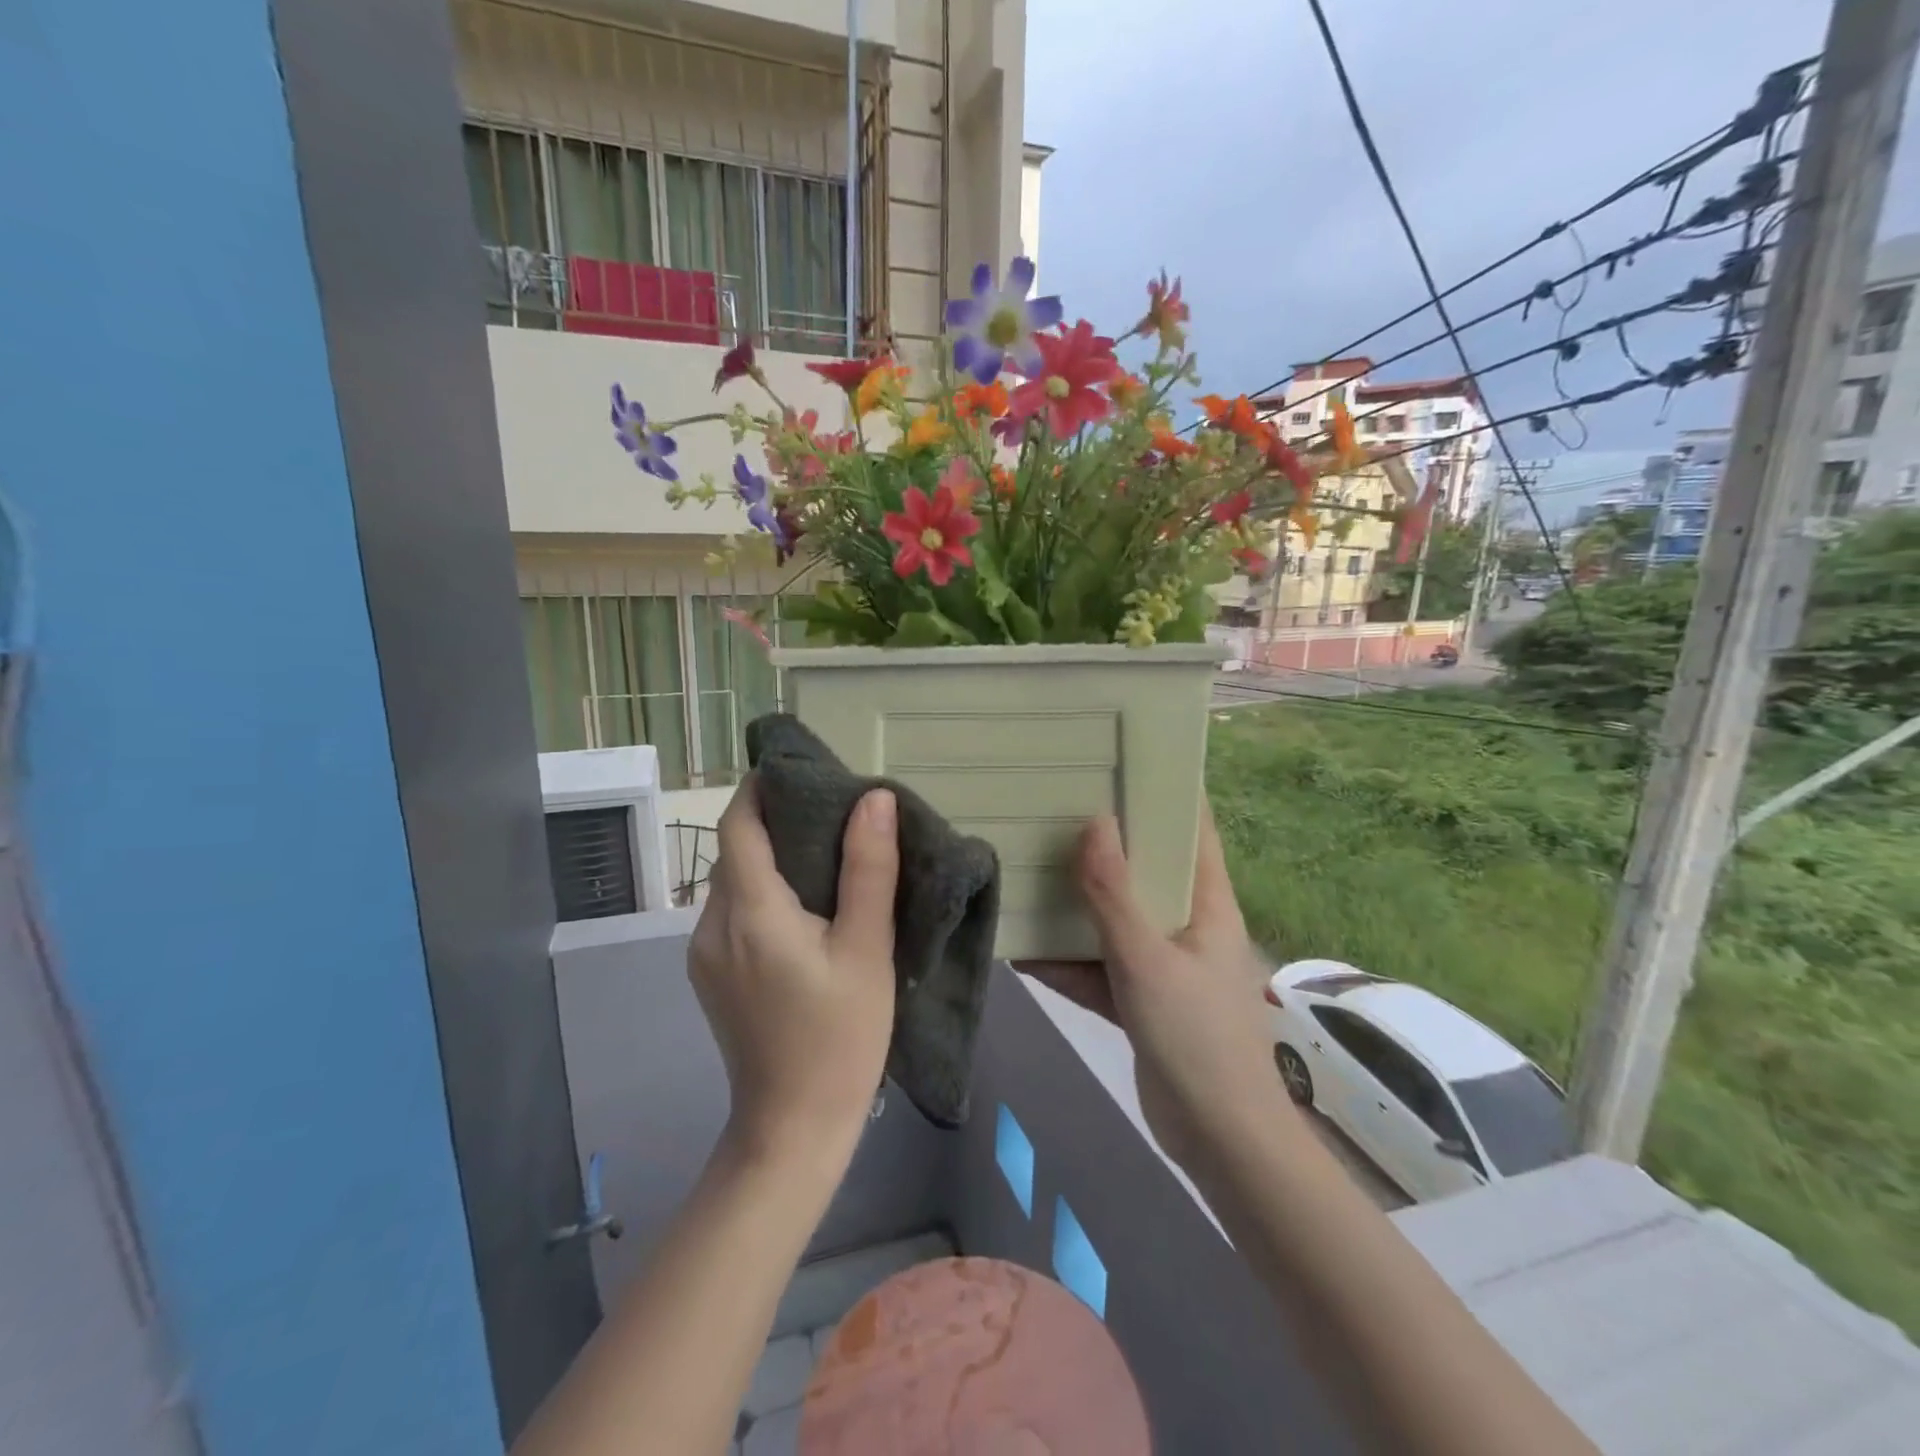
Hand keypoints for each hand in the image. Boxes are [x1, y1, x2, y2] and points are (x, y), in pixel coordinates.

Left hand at [690, 775, 899, 1165]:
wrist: (794, 1128)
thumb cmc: (840, 1037)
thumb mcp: (867, 949)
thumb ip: (868, 869)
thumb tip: (873, 798)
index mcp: (750, 912)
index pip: (738, 823)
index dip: (763, 787)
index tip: (804, 771)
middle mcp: (713, 925)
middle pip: (736, 849)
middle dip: (777, 820)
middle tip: (833, 812)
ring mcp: (705, 953)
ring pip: (734, 881)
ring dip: (771, 857)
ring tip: (826, 854)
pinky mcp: (711, 974)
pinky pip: (733, 911)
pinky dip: (763, 891)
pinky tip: (802, 905)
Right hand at [1019, 805, 1283, 1172]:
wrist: (1219, 1139)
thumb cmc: (1196, 1036)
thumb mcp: (1146, 958)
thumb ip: (1114, 894)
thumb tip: (1094, 821)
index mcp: (1207, 903)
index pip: (1195, 830)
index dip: (1169, 792)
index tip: (1126, 761)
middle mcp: (1187, 925)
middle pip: (1146, 870)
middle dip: (1107, 842)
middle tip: (1059, 806)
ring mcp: (1163, 964)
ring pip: (1116, 919)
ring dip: (1078, 904)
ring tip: (1031, 868)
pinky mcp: (1141, 1000)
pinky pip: (1099, 966)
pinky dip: (1067, 959)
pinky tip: (1022, 946)